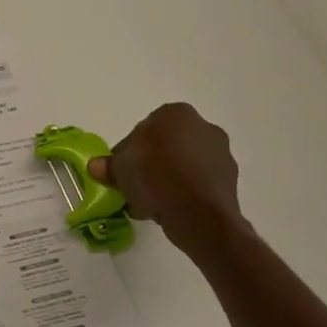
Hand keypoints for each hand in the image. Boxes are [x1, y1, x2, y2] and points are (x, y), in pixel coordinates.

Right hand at [88, 102, 250, 259]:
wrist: (199, 214)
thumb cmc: (155, 177)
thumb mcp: (119, 169)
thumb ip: (108, 165)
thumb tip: (96, 166)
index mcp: (175, 113)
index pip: (145, 128)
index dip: (130, 150)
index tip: (122, 170)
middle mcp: (203, 126)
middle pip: (167, 144)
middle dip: (152, 162)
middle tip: (136, 185)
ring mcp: (221, 154)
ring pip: (185, 164)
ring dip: (169, 178)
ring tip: (152, 202)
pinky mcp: (231, 181)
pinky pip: (199, 183)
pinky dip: (186, 192)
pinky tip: (171, 209)